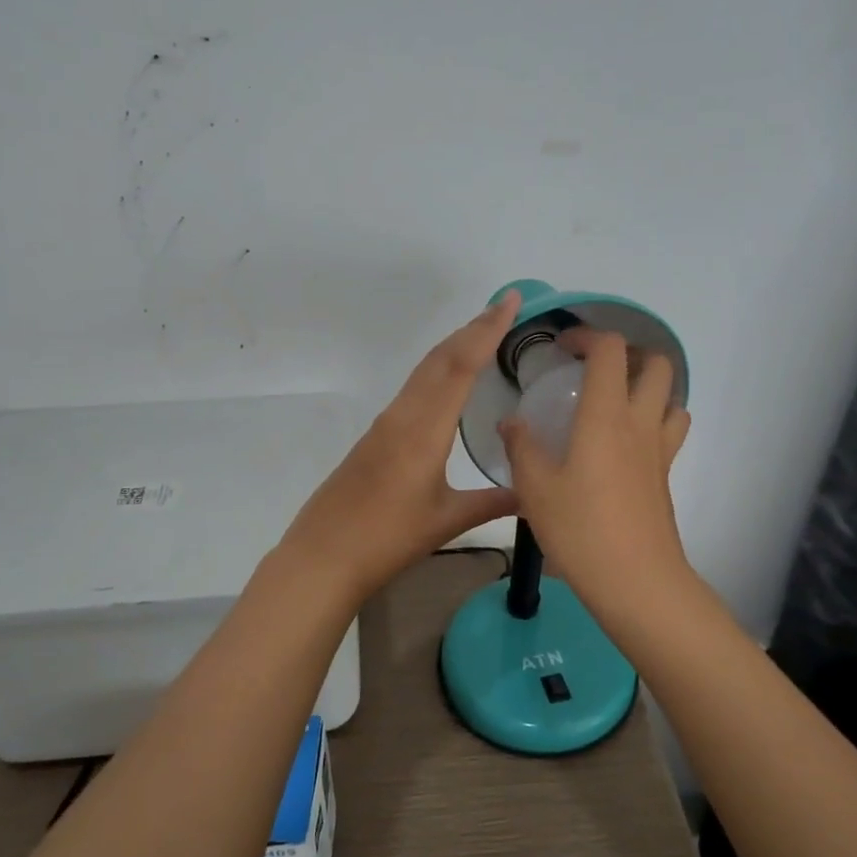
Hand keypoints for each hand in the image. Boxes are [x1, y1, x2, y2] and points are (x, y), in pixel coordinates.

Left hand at [277, 292, 522, 603]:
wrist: (324, 555)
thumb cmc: (387, 538)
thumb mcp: (446, 520)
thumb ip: (492, 502)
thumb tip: (533, 493)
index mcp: (424, 429)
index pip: (460, 366)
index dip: (486, 330)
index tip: (509, 302)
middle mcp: (403, 414)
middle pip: (440, 358)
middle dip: (472, 328)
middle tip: (504, 307)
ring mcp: (385, 423)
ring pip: (424, 371)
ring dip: (454, 346)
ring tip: (483, 333)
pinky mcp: (375, 436)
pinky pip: (413, 388)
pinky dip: (437, 370)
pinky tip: (448, 380)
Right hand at [499, 328, 693, 625]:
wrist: (636, 582)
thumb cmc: (580, 529)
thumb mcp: (535, 488)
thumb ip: (521, 447)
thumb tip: (511, 422)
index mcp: (607, 416)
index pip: (611, 350)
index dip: (589, 336)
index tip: (563, 348)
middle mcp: (640, 423)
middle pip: (659, 365)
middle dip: (631, 354)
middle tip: (596, 369)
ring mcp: (659, 451)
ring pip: (673, 398)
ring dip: (649, 388)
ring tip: (615, 402)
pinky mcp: (665, 477)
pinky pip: (670, 432)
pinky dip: (654, 421)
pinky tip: (623, 445)